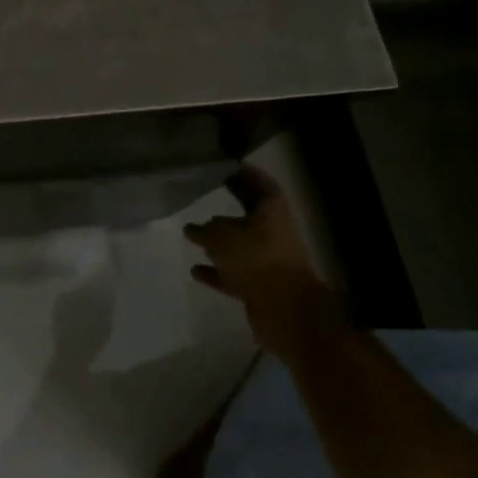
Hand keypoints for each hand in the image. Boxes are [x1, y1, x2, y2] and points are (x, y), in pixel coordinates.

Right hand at [185, 166, 336, 357]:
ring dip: (219, 242)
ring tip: (192, 234)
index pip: (260, 183)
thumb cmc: (256, 260)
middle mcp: (273, 233)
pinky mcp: (260, 287)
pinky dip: (216, 272)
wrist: (285, 312)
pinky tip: (195, 270)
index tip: (224, 166)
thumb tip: (195, 228)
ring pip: (241, 246)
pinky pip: (233, 274)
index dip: (244, 173)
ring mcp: (268, 262)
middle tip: (204, 193)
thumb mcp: (222, 235)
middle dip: (229, 205)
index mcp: (272, 212)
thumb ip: (206, 229)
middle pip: (250, 213)